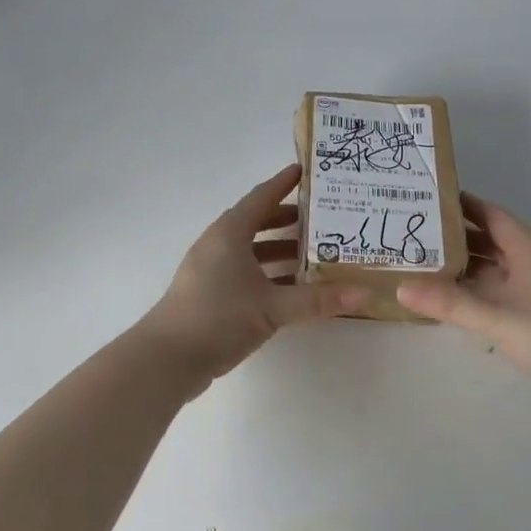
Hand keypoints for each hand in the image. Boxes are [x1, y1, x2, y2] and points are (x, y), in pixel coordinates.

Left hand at [141, 164, 365, 382]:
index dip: (285, 184)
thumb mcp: (272, 307)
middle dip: (289, 220)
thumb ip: (317, 300)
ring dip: (280, 250)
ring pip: (252, 250)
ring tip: (316, 254)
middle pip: (257, 222)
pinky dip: (269, 274)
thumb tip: (363, 293)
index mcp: (230, 233)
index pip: (262, 197)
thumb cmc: (219, 317)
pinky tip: (292, 288)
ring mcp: (211, 270)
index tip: (307, 171)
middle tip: (324, 220)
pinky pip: (245, 272)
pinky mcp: (209, 294)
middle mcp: (218, 244)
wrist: (167, 358)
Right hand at [398, 195, 530, 425]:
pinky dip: (473, 294)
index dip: (461, 205)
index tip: (426, 199)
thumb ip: (449, 303)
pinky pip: (496, 295)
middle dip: (454, 238)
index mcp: (530, 249)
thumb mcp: (496, 317)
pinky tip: (447, 302)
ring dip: (462, 268)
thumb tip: (400, 287)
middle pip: (489, 241)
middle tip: (412, 235)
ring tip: (419, 266)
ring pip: (492, 270)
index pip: (491, 214)